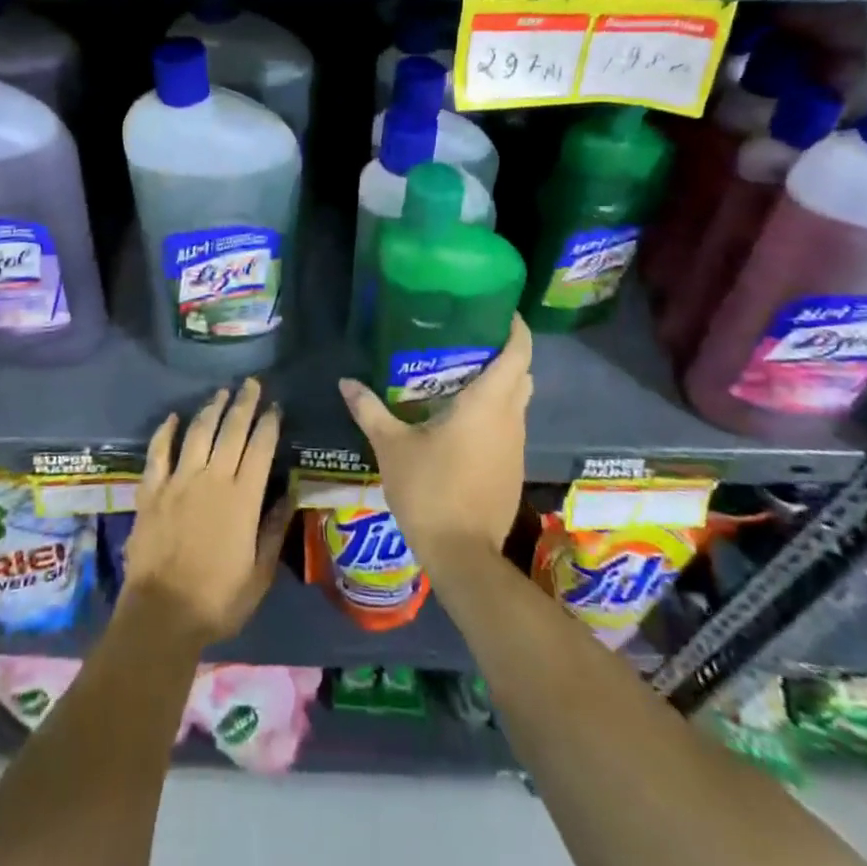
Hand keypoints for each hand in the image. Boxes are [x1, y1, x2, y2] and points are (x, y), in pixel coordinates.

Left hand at [123, 378, 293, 648]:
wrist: (161, 615)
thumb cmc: (217, 600)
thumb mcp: (259, 573)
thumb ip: (273, 529)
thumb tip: (289, 492)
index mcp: (242, 498)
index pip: (260, 448)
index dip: (269, 424)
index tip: (276, 407)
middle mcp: (212, 479)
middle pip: (231, 430)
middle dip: (244, 404)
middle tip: (251, 383)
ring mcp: (178, 481)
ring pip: (197, 433)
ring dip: (211, 409)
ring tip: (221, 393)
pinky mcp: (151, 490)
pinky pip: (158, 452)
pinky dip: (165, 431)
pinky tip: (173, 417)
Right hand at [339, 315, 532, 565]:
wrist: (462, 555)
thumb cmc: (429, 489)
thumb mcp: (391, 446)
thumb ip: (370, 409)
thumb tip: (346, 381)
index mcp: (488, 404)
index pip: (519, 353)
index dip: (515, 328)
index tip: (498, 310)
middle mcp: (510, 419)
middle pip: (521, 374)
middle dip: (502, 353)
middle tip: (467, 339)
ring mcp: (515, 446)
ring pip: (517, 402)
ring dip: (499, 385)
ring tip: (460, 374)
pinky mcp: (512, 469)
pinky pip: (509, 426)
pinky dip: (494, 413)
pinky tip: (461, 419)